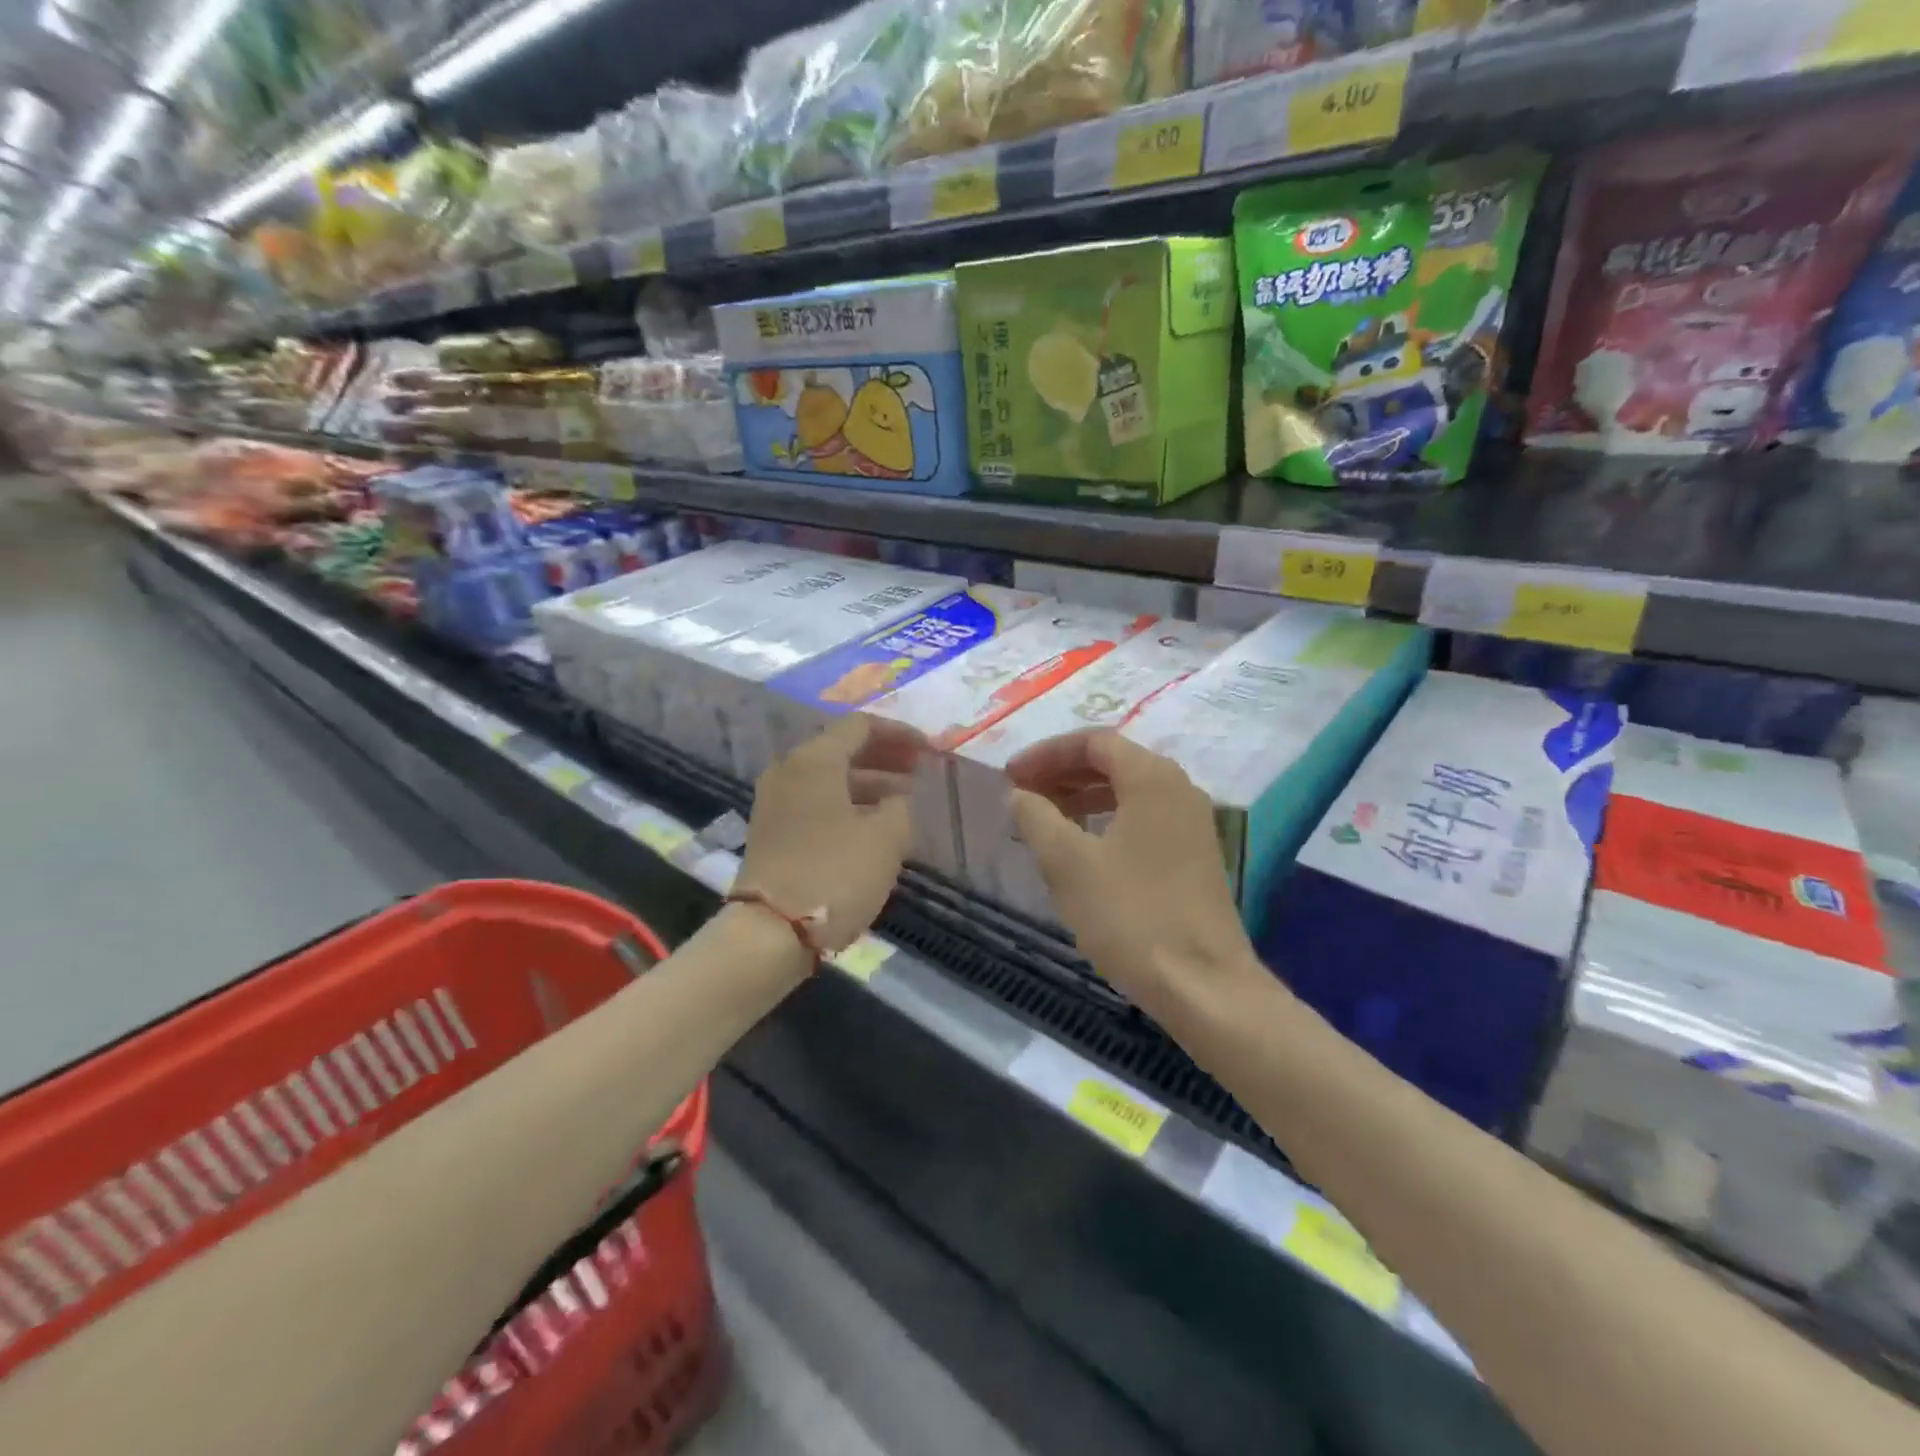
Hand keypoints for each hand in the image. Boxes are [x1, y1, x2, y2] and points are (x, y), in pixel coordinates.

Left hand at [736, 714, 923, 954]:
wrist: (770, 933)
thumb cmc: (835, 874)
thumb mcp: (887, 837)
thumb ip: (901, 805)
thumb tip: (896, 798)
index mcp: (814, 759)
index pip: (861, 726)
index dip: (901, 734)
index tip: (930, 751)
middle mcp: (789, 770)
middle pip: (842, 749)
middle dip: (885, 757)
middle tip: (920, 771)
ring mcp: (775, 801)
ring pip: (830, 778)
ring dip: (869, 783)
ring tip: (905, 800)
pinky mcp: (772, 831)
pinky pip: (817, 802)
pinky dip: (848, 804)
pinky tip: (874, 824)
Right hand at [1007, 731, 1262, 1018]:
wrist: (1202, 985)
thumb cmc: (1131, 915)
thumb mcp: (1068, 864)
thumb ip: (1037, 818)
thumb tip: (1019, 794)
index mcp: (1152, 778)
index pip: (1094, 741)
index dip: (1046, 753)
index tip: (1010, 775)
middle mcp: (1179, 789)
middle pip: (1113, 762)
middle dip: (1062, 772)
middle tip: (1021, 793)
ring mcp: (1192, 824)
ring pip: (1128, 792)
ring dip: (1082, 797)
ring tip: (1043, 818)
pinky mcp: (1194, 856)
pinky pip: (1142, 819)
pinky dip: (1105, 820)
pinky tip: (1081, 848)